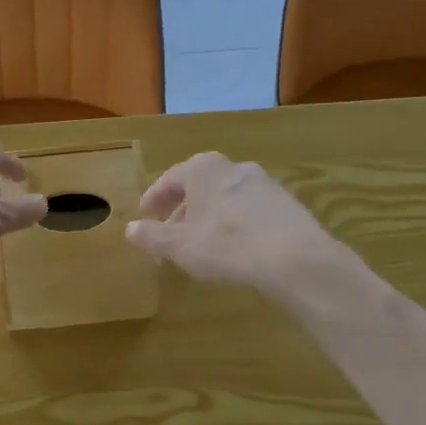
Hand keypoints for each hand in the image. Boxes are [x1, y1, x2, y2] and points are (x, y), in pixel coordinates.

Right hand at [125, 152, 340, 293]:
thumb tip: (130, 228)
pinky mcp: (285, 202)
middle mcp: (232, 167)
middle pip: (198, 187)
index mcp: (202, 169)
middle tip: (169, 234)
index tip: (145, 216)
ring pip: (224, 197)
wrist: (295, 257)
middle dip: (181, 210)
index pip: (169, 180)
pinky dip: (234, 222)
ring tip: (201, 243)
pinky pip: (248, 209)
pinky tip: (234, 246)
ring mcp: (263, 182)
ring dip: (208, 217)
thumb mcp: (180, 246)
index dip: (154, 200)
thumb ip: (152, 236)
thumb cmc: (227, 245)